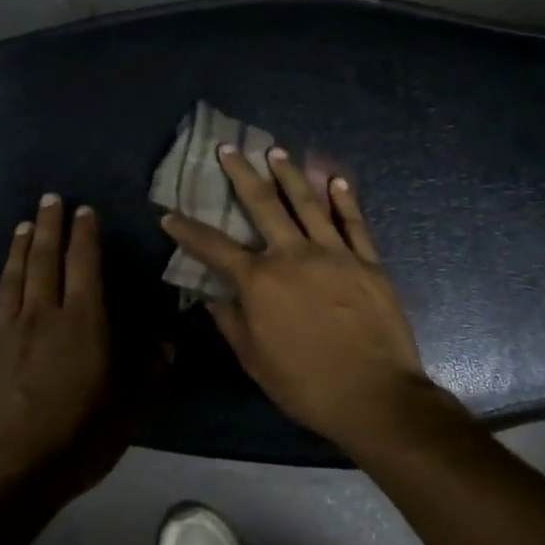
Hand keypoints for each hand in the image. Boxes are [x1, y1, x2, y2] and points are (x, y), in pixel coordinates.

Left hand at [0, 195, 130, 505]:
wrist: (5, 475)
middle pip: (44, 261)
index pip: (86, 266)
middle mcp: (43, 316)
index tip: (84, 210)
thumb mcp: (129, 413)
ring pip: (12, 279)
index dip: (85, 235)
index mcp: (84, 324)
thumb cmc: (76, 442)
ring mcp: (5, 334)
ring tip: (21, 225)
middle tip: (48, 199)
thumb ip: (150, 373)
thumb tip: (169, 342)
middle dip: (48, 227)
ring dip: (17, 249)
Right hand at [161, 145, 443, 448]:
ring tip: (277, 151)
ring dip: (290, 174)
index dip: (188, 231)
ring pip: (308, 203)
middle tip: (229, 149)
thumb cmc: (306, 385)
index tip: (170, 215)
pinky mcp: (368, 262)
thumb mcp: (254, 360)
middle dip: (242, 174)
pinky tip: (337, 181)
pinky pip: (354, 223)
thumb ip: (231, 323)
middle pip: (263, 204)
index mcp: (260, 281)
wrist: (374, 396)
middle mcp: (293, 255)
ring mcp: (334, 254)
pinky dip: (345, 200)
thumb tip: (213, 297)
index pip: (214, 247)